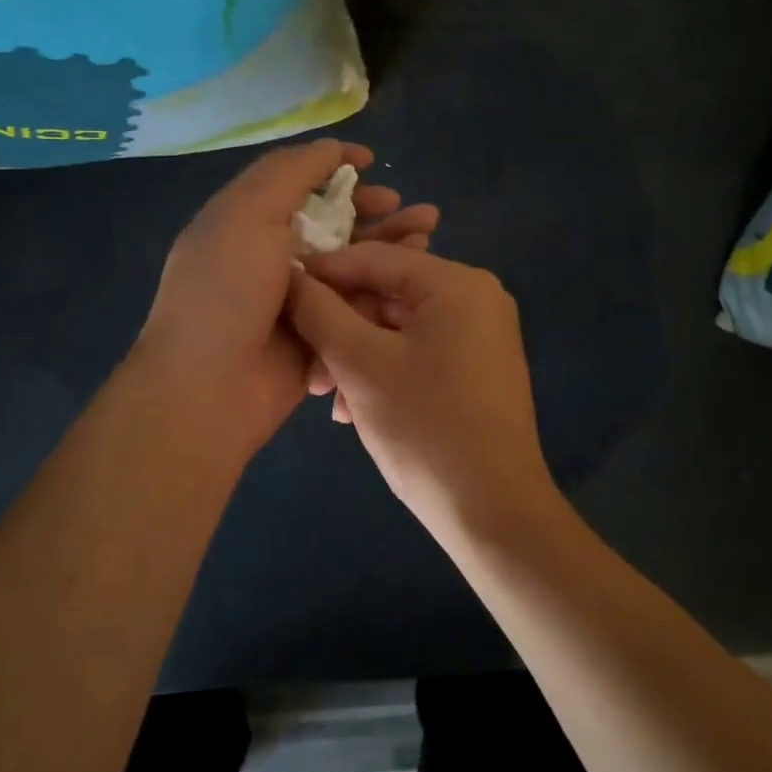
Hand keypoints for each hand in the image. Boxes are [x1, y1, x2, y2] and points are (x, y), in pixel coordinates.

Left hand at [136, 140, 438, 454]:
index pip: (297, 183)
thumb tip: (330, 148)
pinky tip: (417, 275)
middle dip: (374, 210)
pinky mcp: (321, 335)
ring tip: (427, 231)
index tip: (372, 162)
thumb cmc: (225, 288)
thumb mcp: (248, 212)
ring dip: (389, 244)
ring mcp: (299, 299)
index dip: (334, 167)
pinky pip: (358, 304)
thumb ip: (290, 173)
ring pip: (353, 262)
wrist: (210, 386)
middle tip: (411, 207)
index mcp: (248, 222)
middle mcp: (273, 256)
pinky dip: (385, 287)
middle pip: (333, 223)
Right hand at [285, 244, 560, 537]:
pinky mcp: (478, 366)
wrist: (494, 513)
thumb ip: (319, 311)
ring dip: (355, 355)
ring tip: (325, 395)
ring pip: (398, 326)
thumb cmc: (425, 429)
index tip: (277, 291)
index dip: (320, 273)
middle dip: (339, 328)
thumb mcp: (360, 364)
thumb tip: (289, 276)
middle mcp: (476, 297)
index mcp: (457, 283)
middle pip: (386, 293)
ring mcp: (481, 333)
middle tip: (306, 368)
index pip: (373, 257)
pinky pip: (418, 349)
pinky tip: (352, 406)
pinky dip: (383, 369)